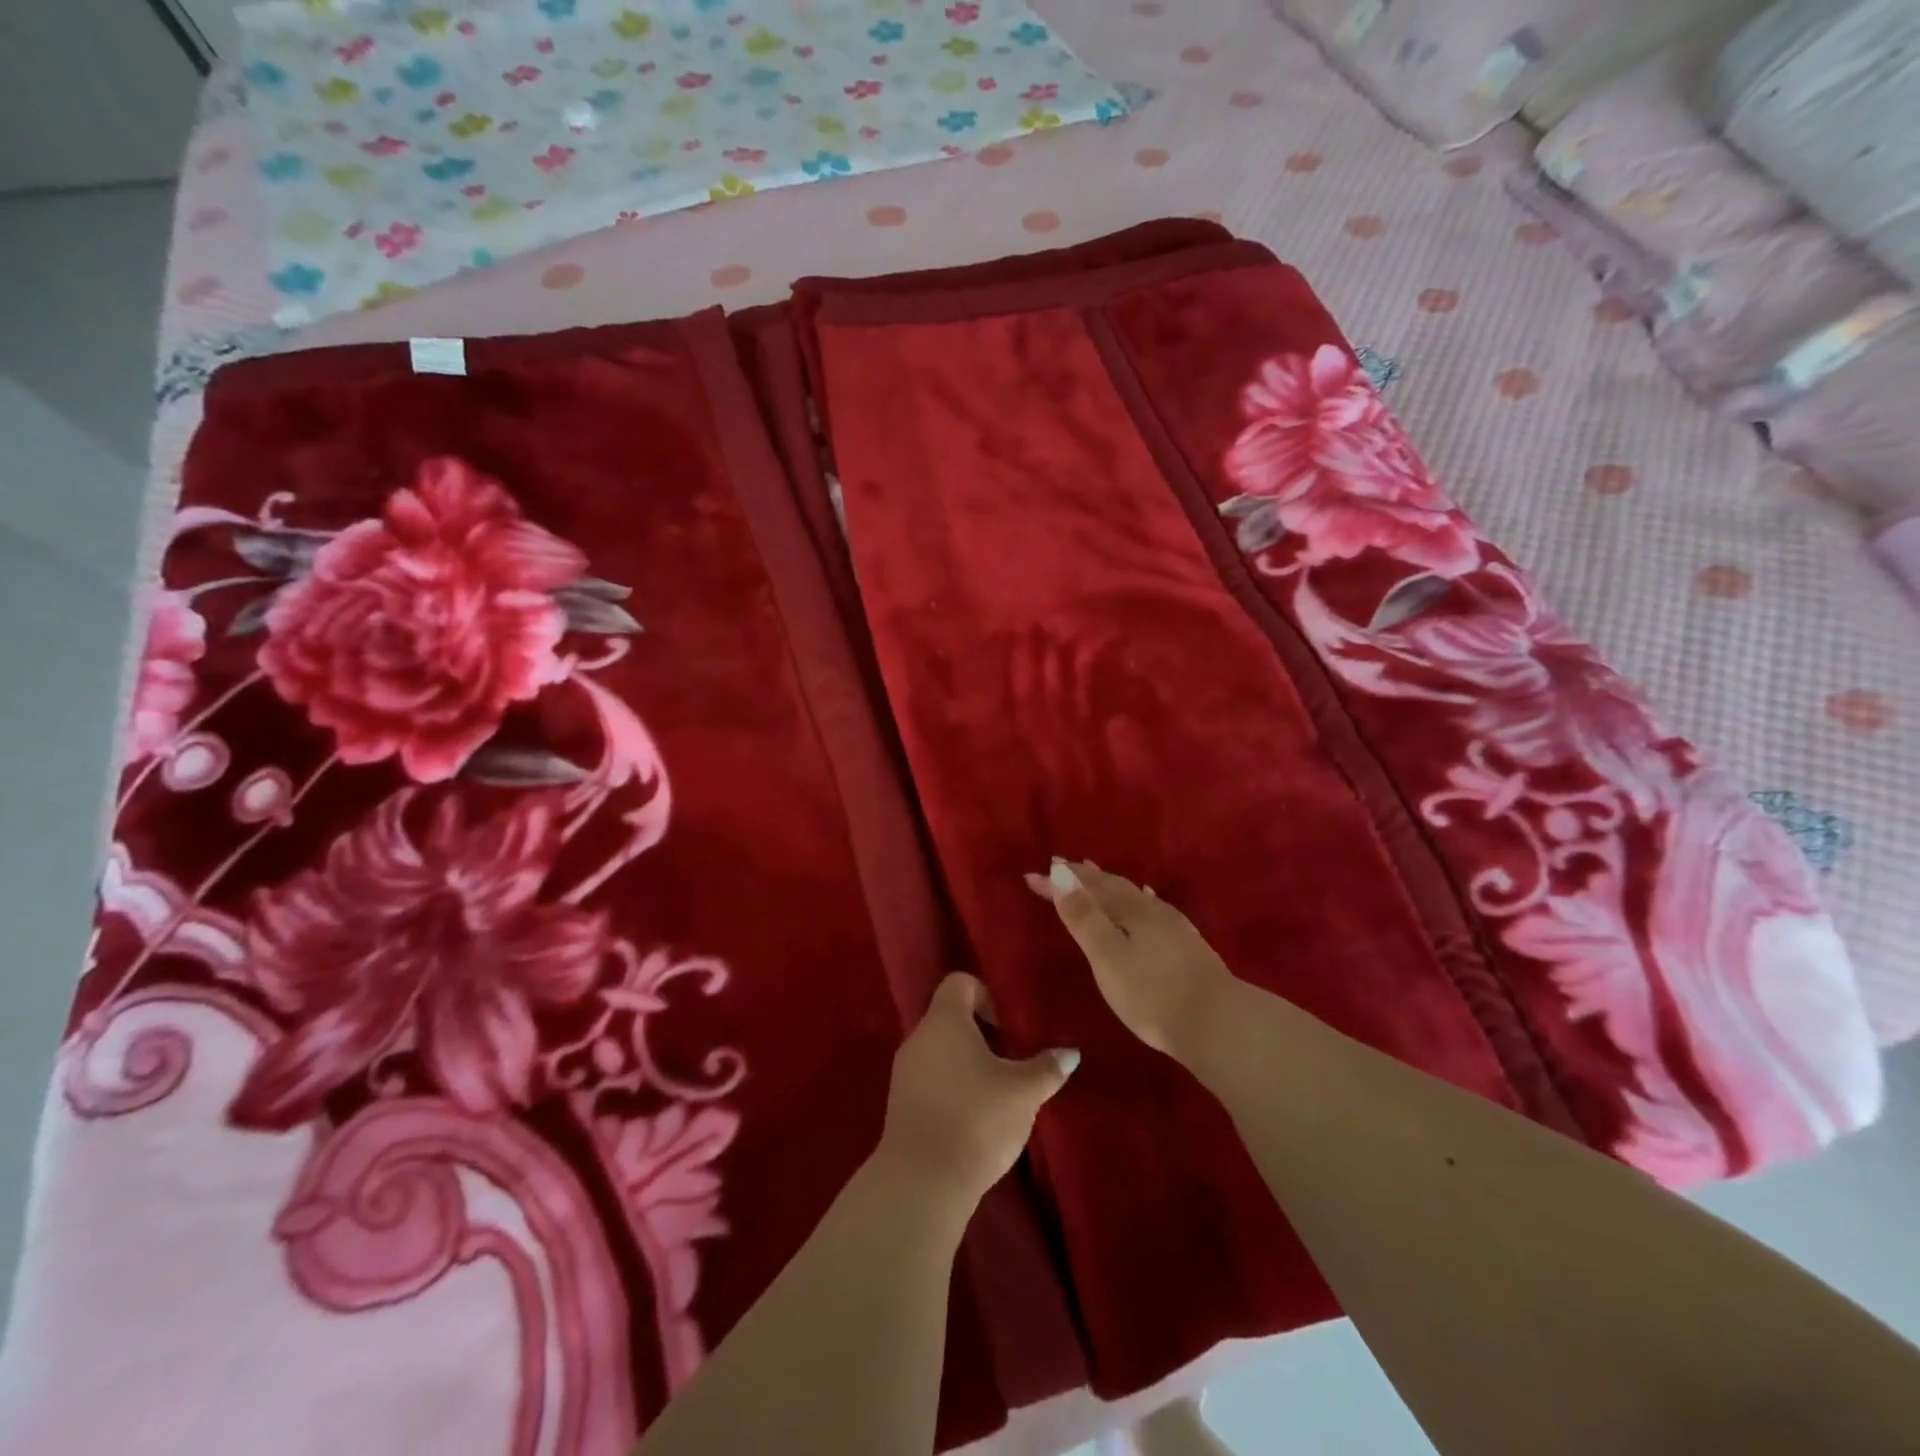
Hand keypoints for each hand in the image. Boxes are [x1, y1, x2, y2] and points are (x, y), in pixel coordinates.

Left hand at [875, 974, 1078, 1208]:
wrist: (922, 1181)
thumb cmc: (976, 1118)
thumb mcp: (1022, 1092)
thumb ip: (1046, 1068)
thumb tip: (1070, 1053)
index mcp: (944, 1020)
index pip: (960, 983)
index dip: (986, 996)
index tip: (1007, 1028)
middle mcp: (918, 1037)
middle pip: (950, 1018)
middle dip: (982, 1035)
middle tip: (1010, 1061)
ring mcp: (904, 1072)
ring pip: (940, 1052)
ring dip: (967, 1065)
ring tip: (996, 1093)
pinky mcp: (900, 1106)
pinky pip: (930, 1080)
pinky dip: (952, 1088)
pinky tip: (974, 1118)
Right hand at [1026, 859, 1235, 1058]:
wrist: (1219, 1024)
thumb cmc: (1152, 993)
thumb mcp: (1107, 956)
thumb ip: (1083, 915)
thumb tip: (1060, 870)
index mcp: (1128, 910)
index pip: (1086, 888)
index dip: (1057, 882)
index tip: (1031, 875)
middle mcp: (1150, 910)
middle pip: (1111, 886)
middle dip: (1084, 877)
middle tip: (1062, 865)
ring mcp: (1172, 926)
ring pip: (1134, 895)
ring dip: (1110, 885)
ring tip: (1097, 875)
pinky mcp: (1187, 945)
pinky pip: (1153, 908)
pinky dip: (1139, 899)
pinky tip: (1147, 901)